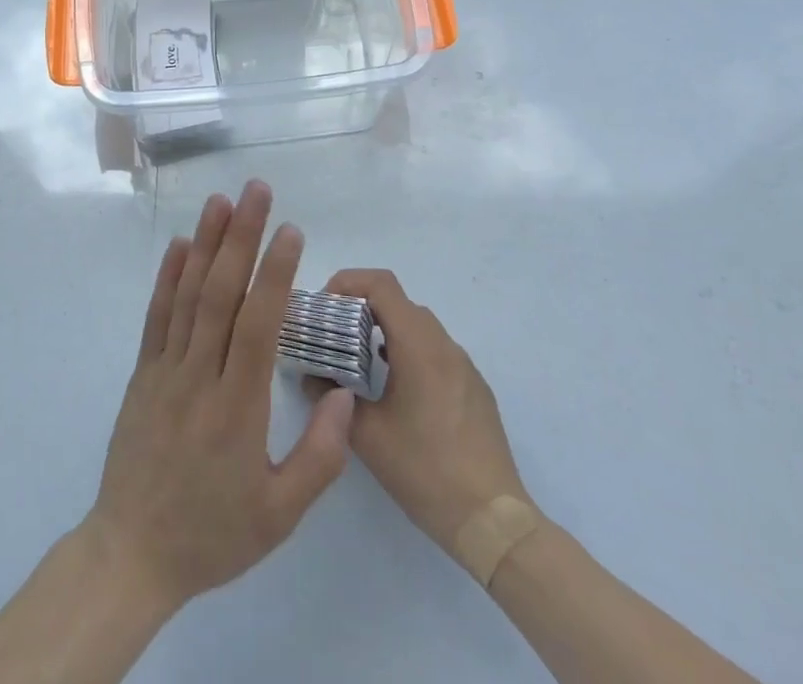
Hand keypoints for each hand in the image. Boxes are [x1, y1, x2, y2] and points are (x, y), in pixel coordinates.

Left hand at [85, 181, 355, 613]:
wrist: (132, 556)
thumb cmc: (212, 535)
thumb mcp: (279, 516)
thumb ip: (320, 456)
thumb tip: (344, 393)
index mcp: (236, 408)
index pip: (258, 325)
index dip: (275, 274)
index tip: (291, 232)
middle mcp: (198, 376)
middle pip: (221, 294)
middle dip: (241, 237)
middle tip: (257, 191)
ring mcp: (165, 370)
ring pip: (187, 295)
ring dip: (205, 243)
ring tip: (221, 200)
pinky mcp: (143, 373)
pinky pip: (156, 317)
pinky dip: (167, 276)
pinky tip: (178, 244)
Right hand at [314, 269, 533, 558]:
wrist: (492, 521)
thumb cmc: (425, 470)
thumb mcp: (366, 435)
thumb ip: (331, 397)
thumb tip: (310, 376)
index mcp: (418, 345)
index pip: (381, 284)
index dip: (348, 282)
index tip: (325, 307)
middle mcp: (444, 344)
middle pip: (398, 302)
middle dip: (362, 307)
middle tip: (334, 334)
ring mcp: (464, 366)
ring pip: (418, 326)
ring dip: (386, 330)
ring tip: (359, 361)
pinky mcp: (474, 388)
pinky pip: (436, 351)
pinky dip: (408, 351)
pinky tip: (395, 389)